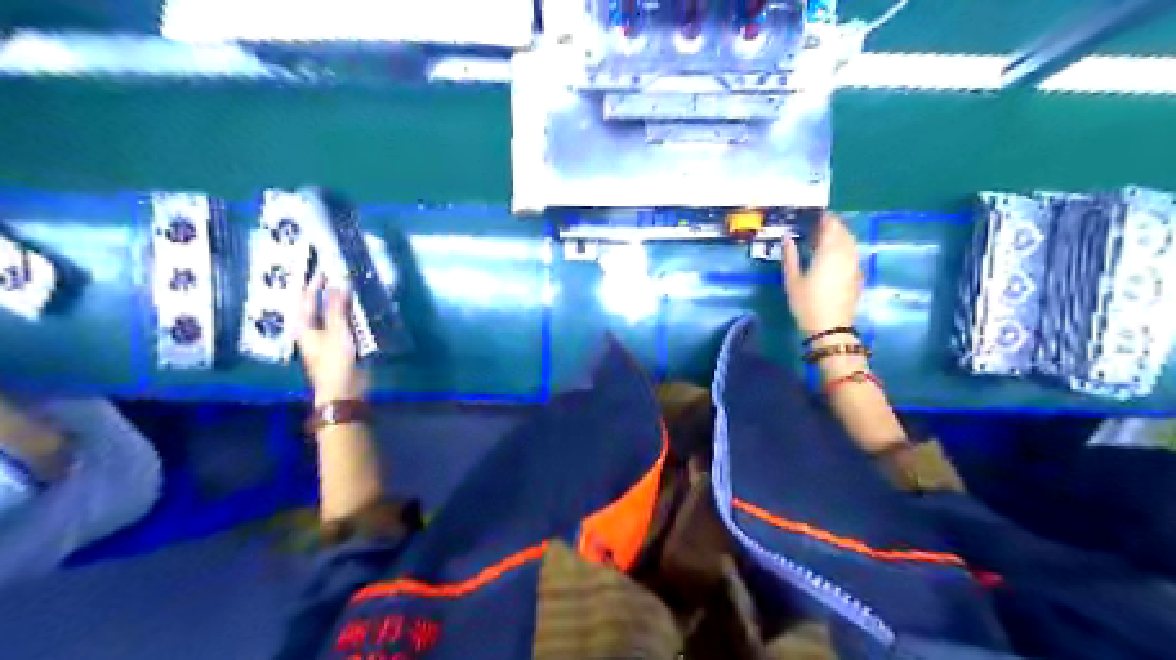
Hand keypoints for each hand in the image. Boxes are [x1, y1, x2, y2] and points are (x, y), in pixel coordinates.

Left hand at [296, 270, 365, 403]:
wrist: (344, 393)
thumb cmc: (335, 363)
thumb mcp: (337, 332)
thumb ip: (338, 307)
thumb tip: (338, 283)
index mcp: (304, 327)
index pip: (306, 298)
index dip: (314, 282)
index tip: (323, 266)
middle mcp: (312, 330)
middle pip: (316, 305)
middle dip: (325, 290)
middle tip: (336, 273)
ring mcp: (326, 339)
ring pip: (331, 314)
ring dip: (339, 301)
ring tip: (349, 287)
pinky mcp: (340, 346)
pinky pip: (343, 323)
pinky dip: (348, 313)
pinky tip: (358, 308)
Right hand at [778, 213, 859, 335]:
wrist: (830, 327)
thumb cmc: (807, 303)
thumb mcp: (792, 279)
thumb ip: (790, 255)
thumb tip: (787, 237)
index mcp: (829, 250)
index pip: (830, 225)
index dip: (824, 218)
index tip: (814, 215)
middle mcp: (845, 253)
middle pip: (843, 231)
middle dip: (832, 226)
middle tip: (817, 227)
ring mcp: (854, 265)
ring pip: (850, 243)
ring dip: (840, 237)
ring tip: (825, 240)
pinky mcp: (857, 276)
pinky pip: (852, 255)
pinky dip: (844, 249)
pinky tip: (833, 257)